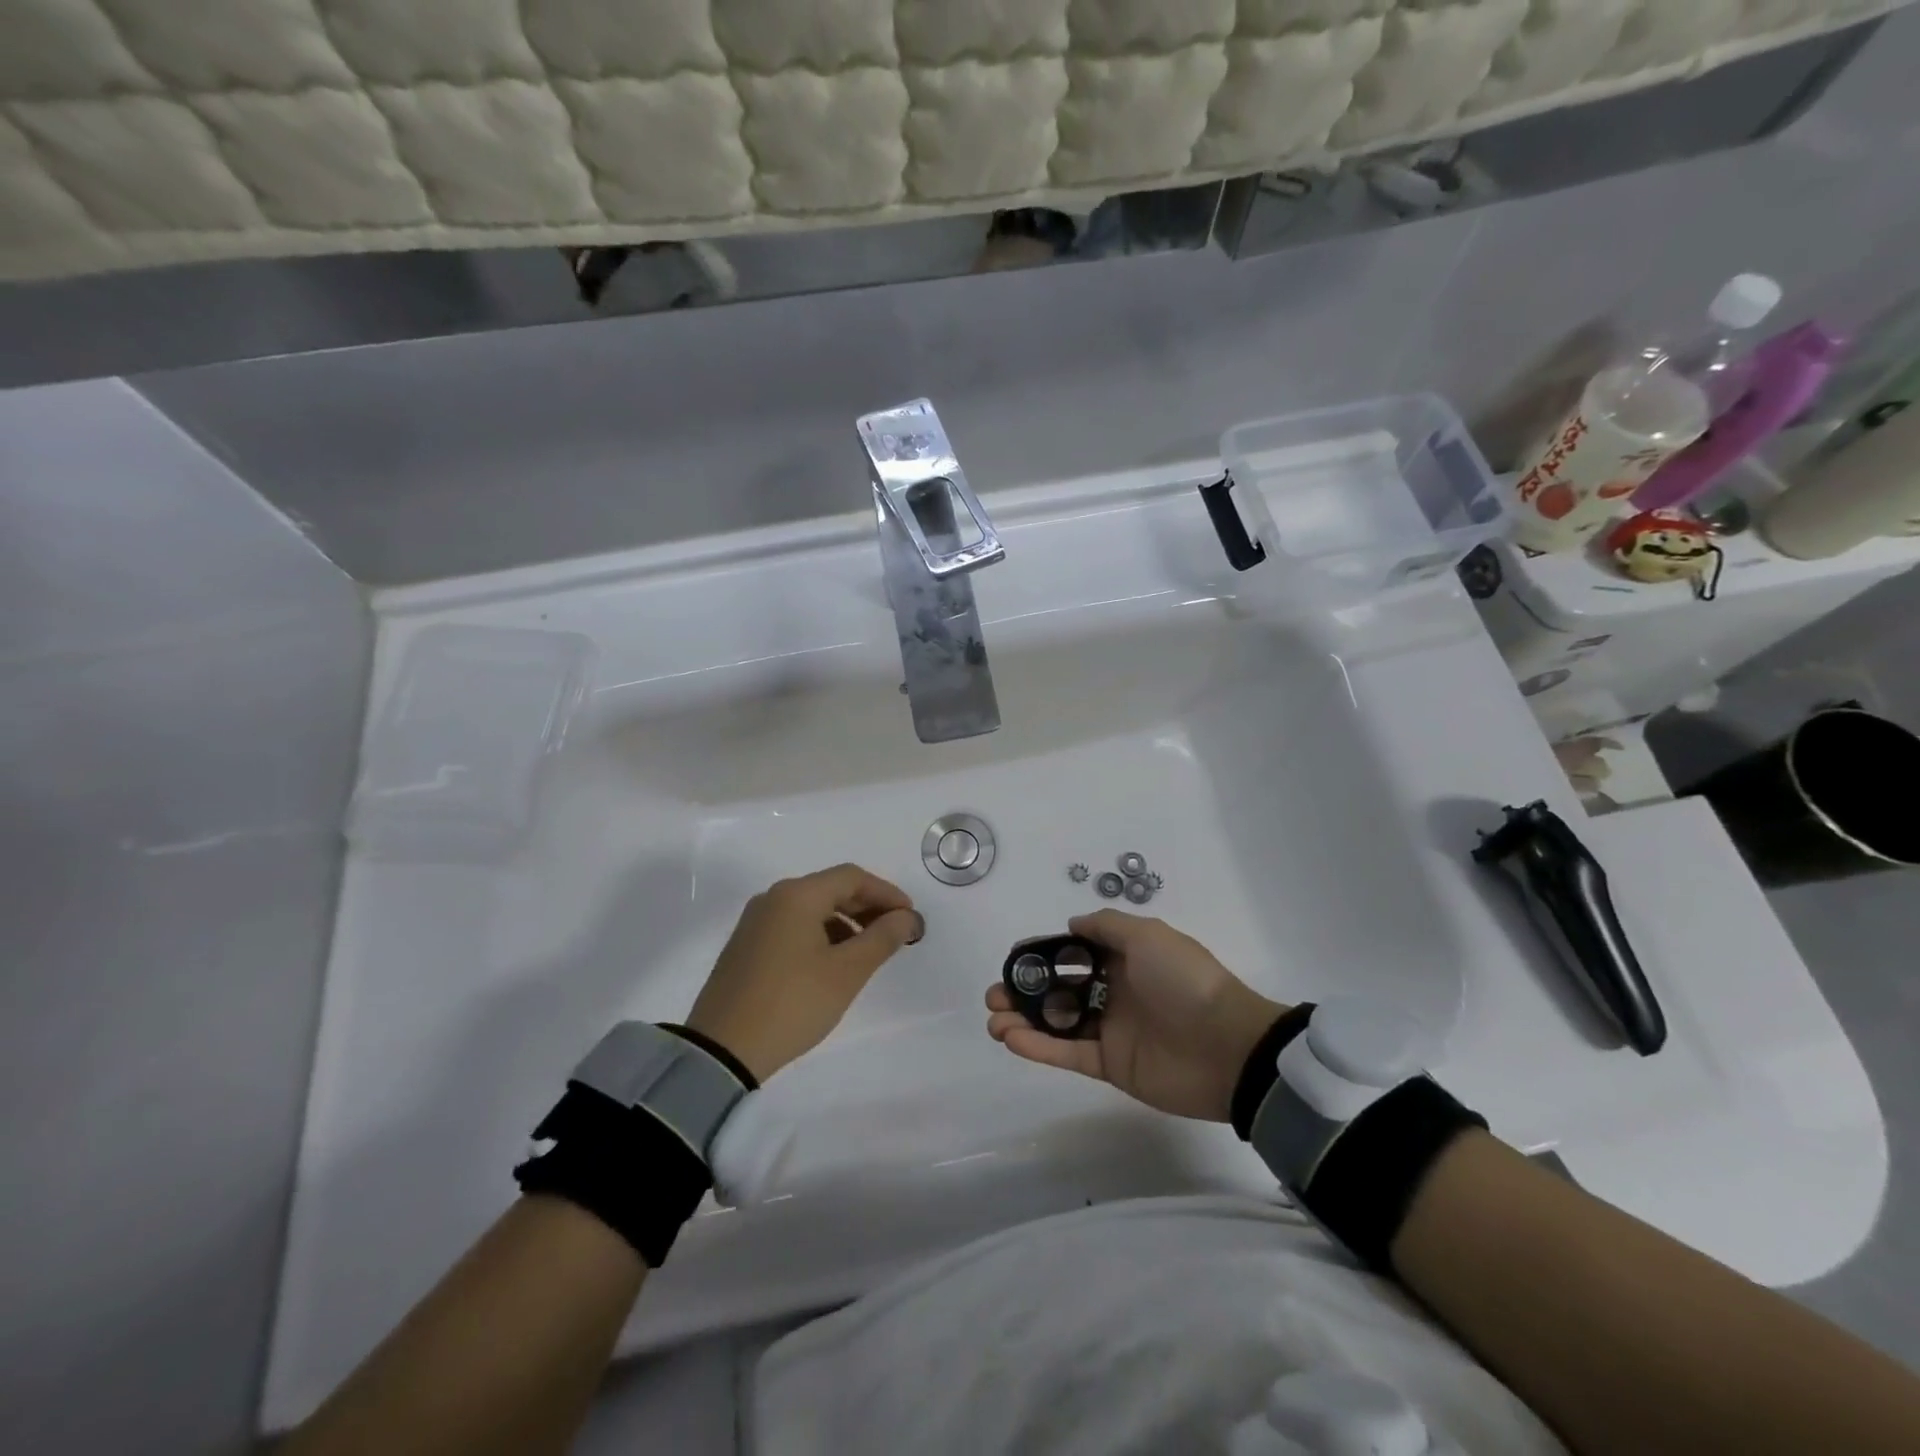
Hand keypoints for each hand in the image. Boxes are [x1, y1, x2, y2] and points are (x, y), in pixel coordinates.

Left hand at [687, 864, 923, 1082]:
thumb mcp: (846, 973)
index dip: (886, 893)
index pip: (852, 877)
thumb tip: (907, 917)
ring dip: (846, 923)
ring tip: (868, 953)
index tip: (910, 918)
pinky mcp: (746, 946)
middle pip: (831, 889)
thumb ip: (882, 938)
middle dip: (868, 908)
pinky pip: (793, 926)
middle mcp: (773, 898)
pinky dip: (821, 935)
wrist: (721, 1051)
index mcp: (797, 895)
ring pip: (812, 909)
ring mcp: (755, 922)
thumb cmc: (792, 1003)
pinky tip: (833, 964)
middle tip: (896, 934)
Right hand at [985, 910, 1284, 1121]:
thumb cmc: (1184, 981)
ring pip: (1057, 1023)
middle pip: (1058, 990)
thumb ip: (1106, 927)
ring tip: (994, 1019)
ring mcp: (1111, 1030)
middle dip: (1024, 991)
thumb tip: (1072, 925)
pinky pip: (1068, 1053)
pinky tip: (1011, 1038)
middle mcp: (1113, 992)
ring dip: (1023, 1020)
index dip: (1042, 956)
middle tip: (995, 995)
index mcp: (1124, 960)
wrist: (1227, 1046)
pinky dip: (1039, 1047)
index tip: (1014, 959)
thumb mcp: (1148, 935)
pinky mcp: (1110, 1065)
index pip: (1072, 955)